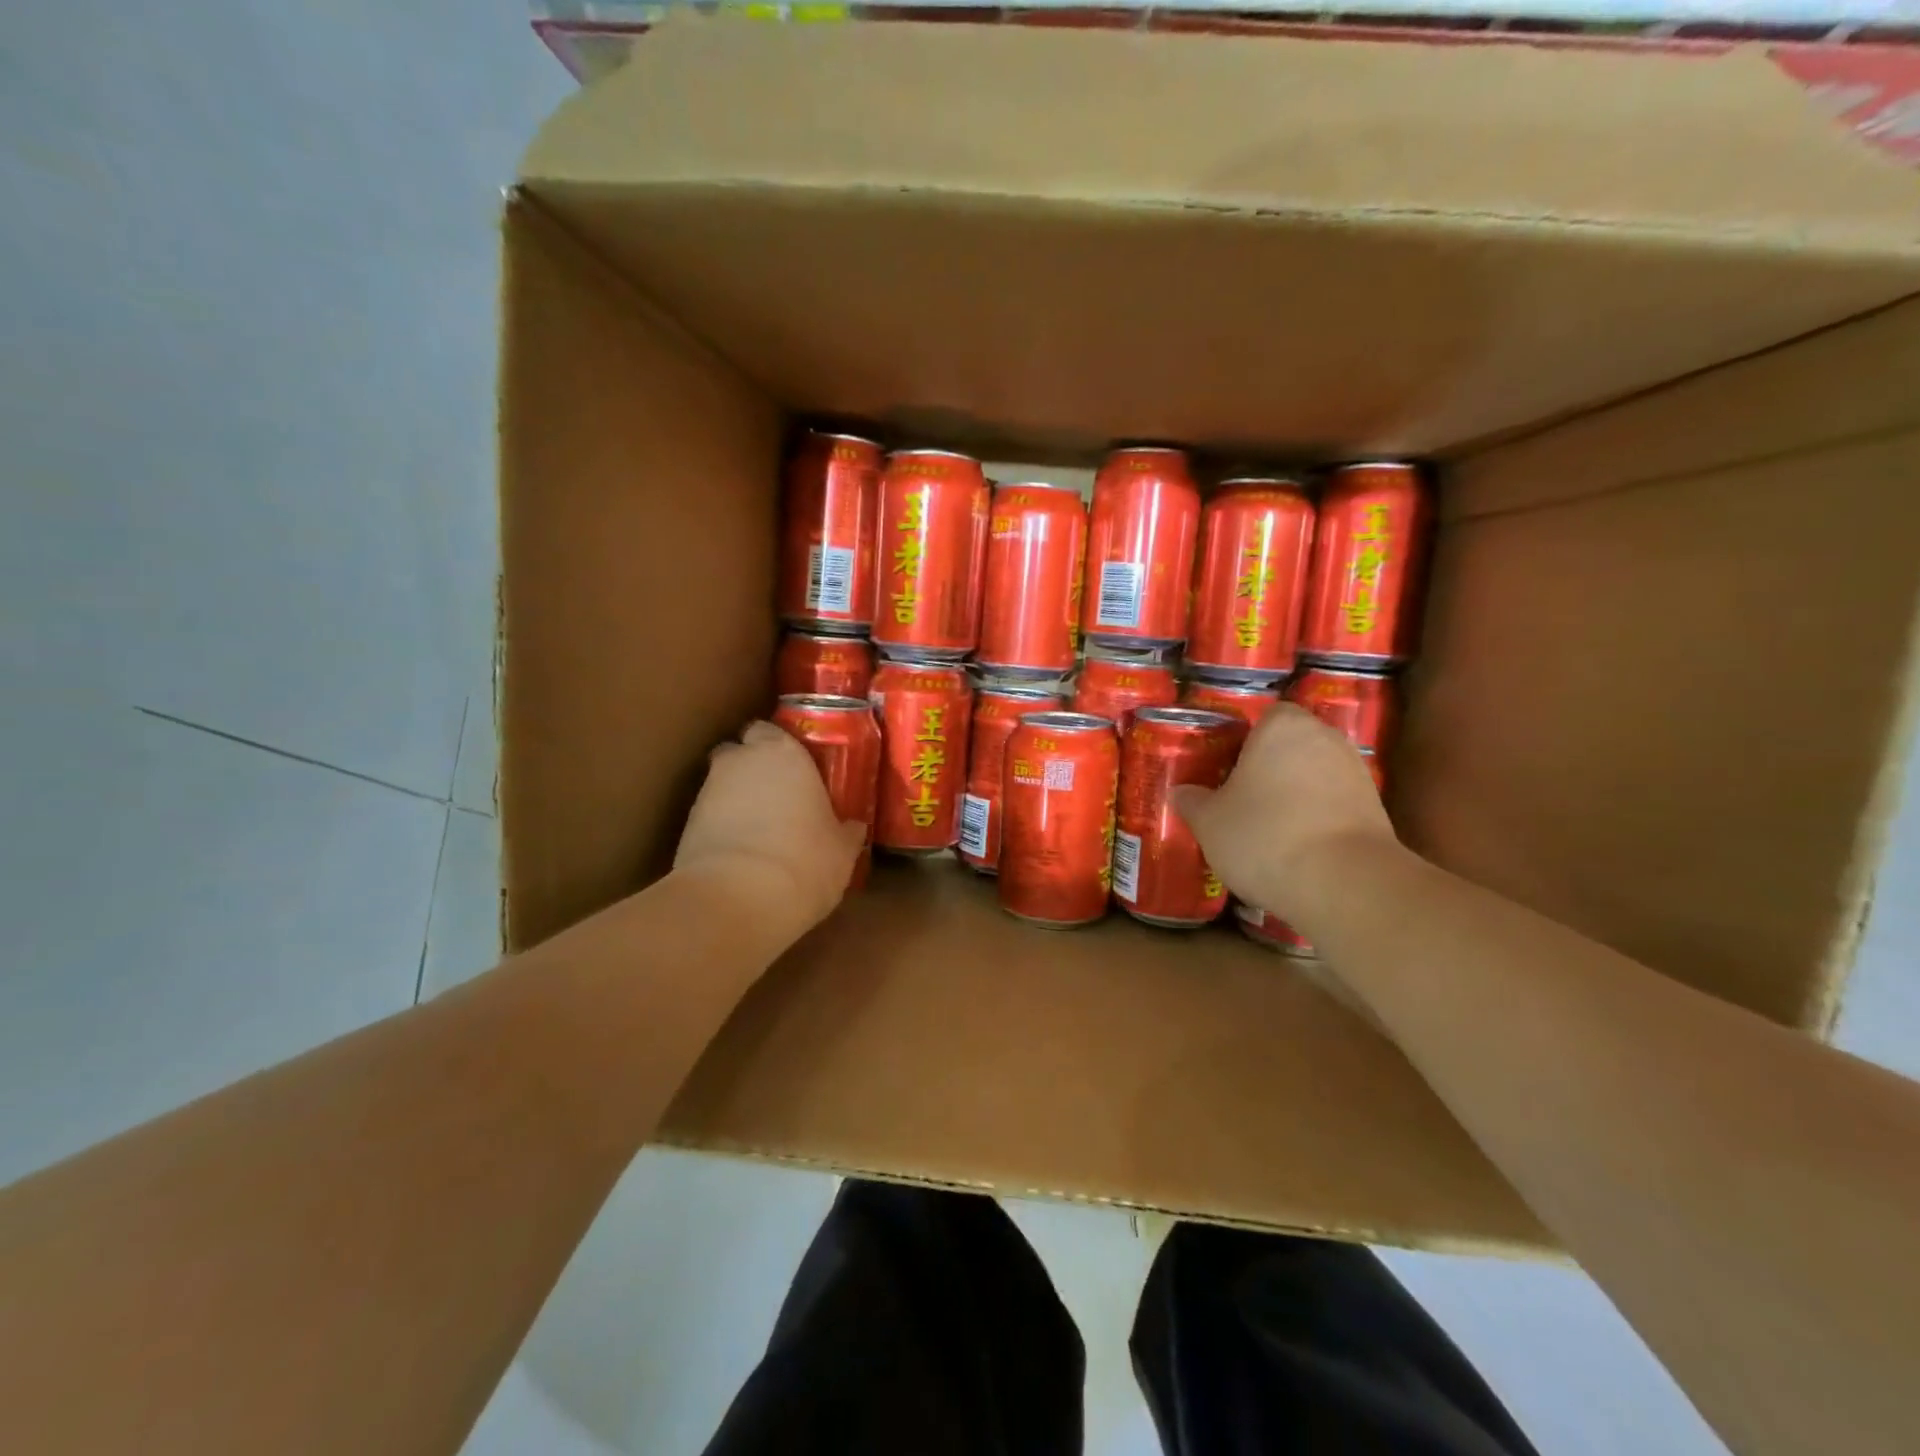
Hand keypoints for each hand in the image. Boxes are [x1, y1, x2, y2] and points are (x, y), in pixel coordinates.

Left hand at [674, 721, 866, 939]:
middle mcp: (740, 762)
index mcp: (783, 753)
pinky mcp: (685, 826)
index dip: (780, 747)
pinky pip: (708, 818)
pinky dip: (721, 828)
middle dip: (752, 768)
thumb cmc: (804, 861)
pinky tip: (740, 855)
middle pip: (740, 752)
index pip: (770, 730)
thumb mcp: (841, 850)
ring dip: (737, 801)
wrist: (735, 900)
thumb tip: (853, 827)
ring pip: (722, 785)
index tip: (796, 768)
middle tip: (778, 796)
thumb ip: (845, 831)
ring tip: (759, 833)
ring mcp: (706, 792)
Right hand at [1172, 704, 1394, 919]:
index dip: (1243, 741)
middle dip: (1269, 768)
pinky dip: (1317, 820)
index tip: (1225, 768)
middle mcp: (1326, 738)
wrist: (1344, 884)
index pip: (1263, 716)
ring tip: (1268, 829)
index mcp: (1282, 727)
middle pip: (1291, 745)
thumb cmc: (1264, 835)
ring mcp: (1357, 773)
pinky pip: (1334, 805)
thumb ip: (1193, 801)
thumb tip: (1181, 792)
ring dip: (1295, 795)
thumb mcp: (1209, 822)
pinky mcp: (1376, 810)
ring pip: (1314, 776)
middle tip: (1240, 798)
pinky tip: (1297, 849)